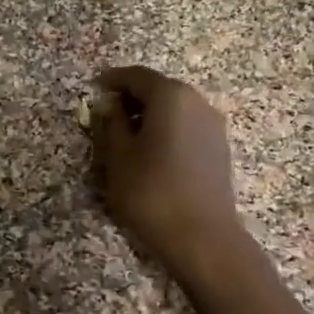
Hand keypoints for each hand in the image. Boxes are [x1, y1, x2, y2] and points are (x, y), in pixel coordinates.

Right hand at [89, 65, 241, 273]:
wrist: (202, 237)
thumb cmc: (151, 192)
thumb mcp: (117, 157)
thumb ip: (109, 124)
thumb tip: (108, 107)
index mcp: (171, 97)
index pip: (137, 76)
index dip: (112, 80)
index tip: (94, 87)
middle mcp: (197, 102)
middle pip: (159, 89)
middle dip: (131, 99)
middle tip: (106, 116)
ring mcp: (213, 126)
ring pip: (174, 109)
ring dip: (149, 116)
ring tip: (126, 139)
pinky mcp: (219, 148)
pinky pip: (186, 127)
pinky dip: (166, 131)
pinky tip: (151, 154)